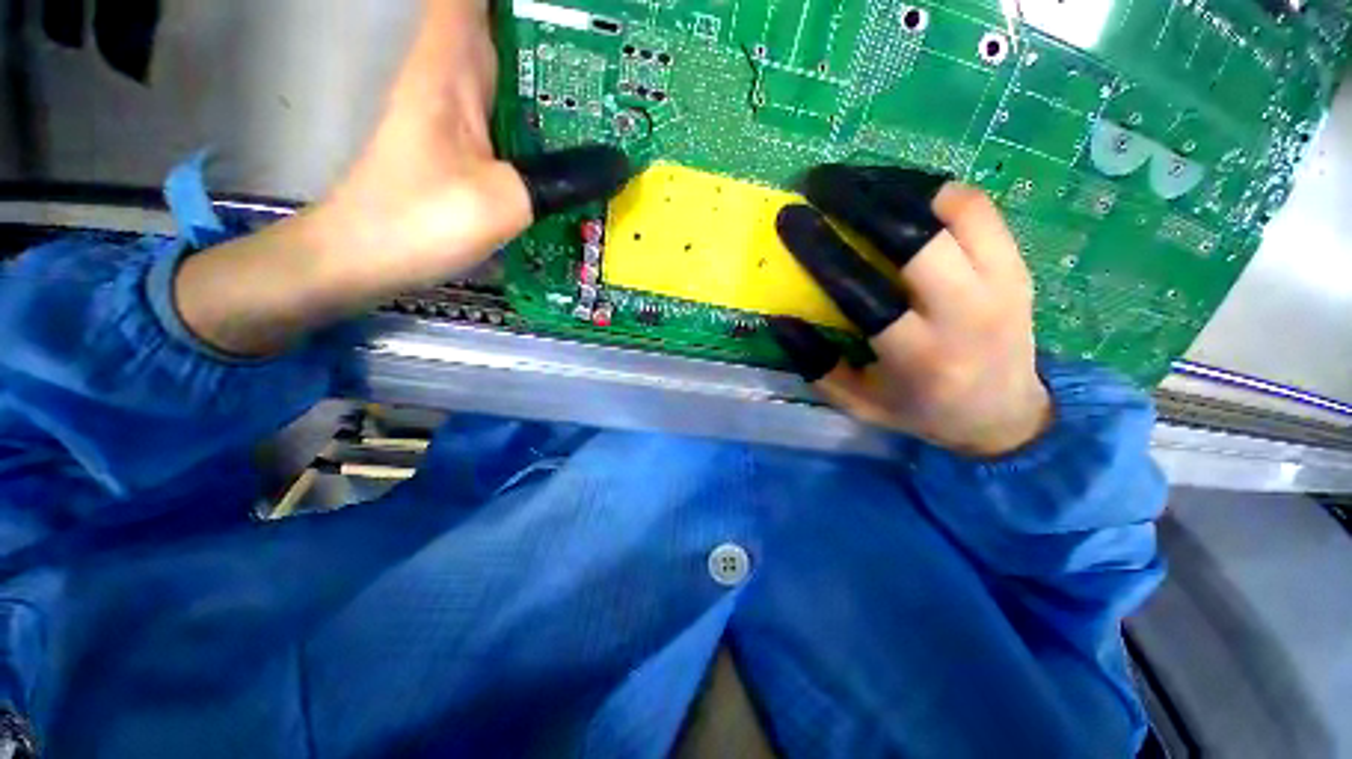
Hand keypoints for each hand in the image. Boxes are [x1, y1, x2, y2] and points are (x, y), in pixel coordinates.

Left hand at [174, 0, 627, 355]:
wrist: (365, 258)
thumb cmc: (419, 221)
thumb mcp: (502, 202)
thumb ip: (562, 180)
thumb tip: (620, 165)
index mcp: (450, 66)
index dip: (520, 1)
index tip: (574, 11)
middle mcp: (453, 75)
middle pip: (504, 27)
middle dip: (556, 36)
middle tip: (615, 57)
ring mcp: (459, 111)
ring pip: (513, 71)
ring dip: (556, 75)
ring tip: (612, 92)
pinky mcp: (466, 143)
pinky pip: (513, 113)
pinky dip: (544, 117)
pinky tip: (578, 137)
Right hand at [768, 165, 1051, 456]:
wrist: (1004, 414)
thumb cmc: (920, 411)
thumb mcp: (856, 403)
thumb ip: (815, 365)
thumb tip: (779, 319)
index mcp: (919, 358)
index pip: (863, 292)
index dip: (822, 250)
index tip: (791, 218)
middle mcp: (967, 315)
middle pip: (915, 237)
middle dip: (859, 200)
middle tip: (819, 184)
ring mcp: (1004, 282)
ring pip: (953, 208)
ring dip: (895, 185)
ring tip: (853, 182)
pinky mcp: (1019, 263)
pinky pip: (975, 208)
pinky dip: (930, 190)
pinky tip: (895, 192)